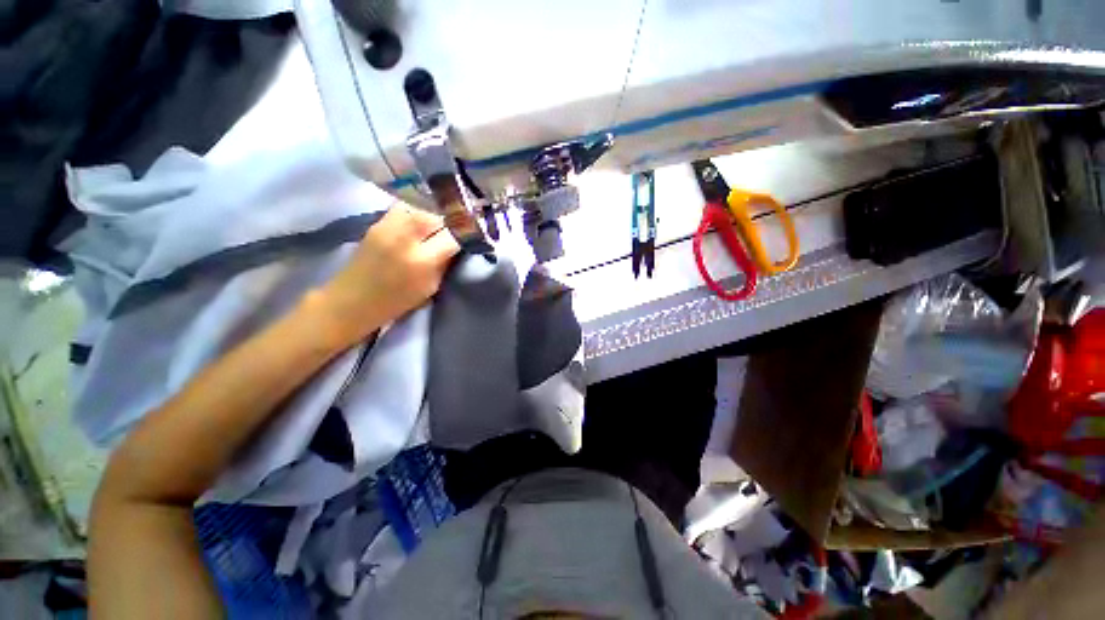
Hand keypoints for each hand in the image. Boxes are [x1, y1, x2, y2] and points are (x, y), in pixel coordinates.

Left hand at [316, 205, 459, 344]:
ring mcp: (388, 225)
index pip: (455, 235)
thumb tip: (459, 244)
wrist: (351, 301)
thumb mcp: (431, 287)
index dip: (468, 233)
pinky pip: (406, 208)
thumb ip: (445, 263)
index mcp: (422, 260)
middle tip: (458, 229)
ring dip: (436, 216)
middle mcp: (406, 237)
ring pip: (423, 208)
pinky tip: (421, 222)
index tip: (475, 234)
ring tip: (439, 225)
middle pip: (439, 216)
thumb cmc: (396, 302)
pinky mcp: (378, 221)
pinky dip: (418, 213)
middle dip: (453, 222)